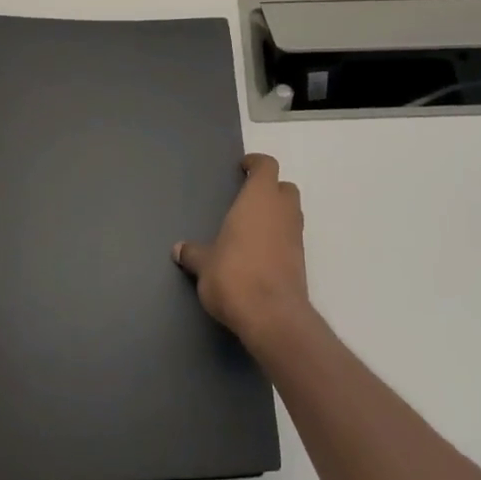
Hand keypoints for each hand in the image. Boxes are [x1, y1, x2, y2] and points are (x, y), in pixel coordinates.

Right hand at [174, 153, 314, 354]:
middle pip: (285, 187)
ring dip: (276, 214)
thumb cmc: (234, 275)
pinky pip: (291, 238)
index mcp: (259, 199)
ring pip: (291, 213)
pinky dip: (279, 238)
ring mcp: (296, 236)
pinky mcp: (301, 260)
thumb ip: (193, 253)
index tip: (243, 168)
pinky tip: (259, 254)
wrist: (272, 315)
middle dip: (270, 189)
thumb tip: (179, 249)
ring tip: (251, 228)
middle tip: (248, 200)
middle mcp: (283, 211)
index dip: (256, 164)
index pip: (267, 166)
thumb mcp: (204, 264)